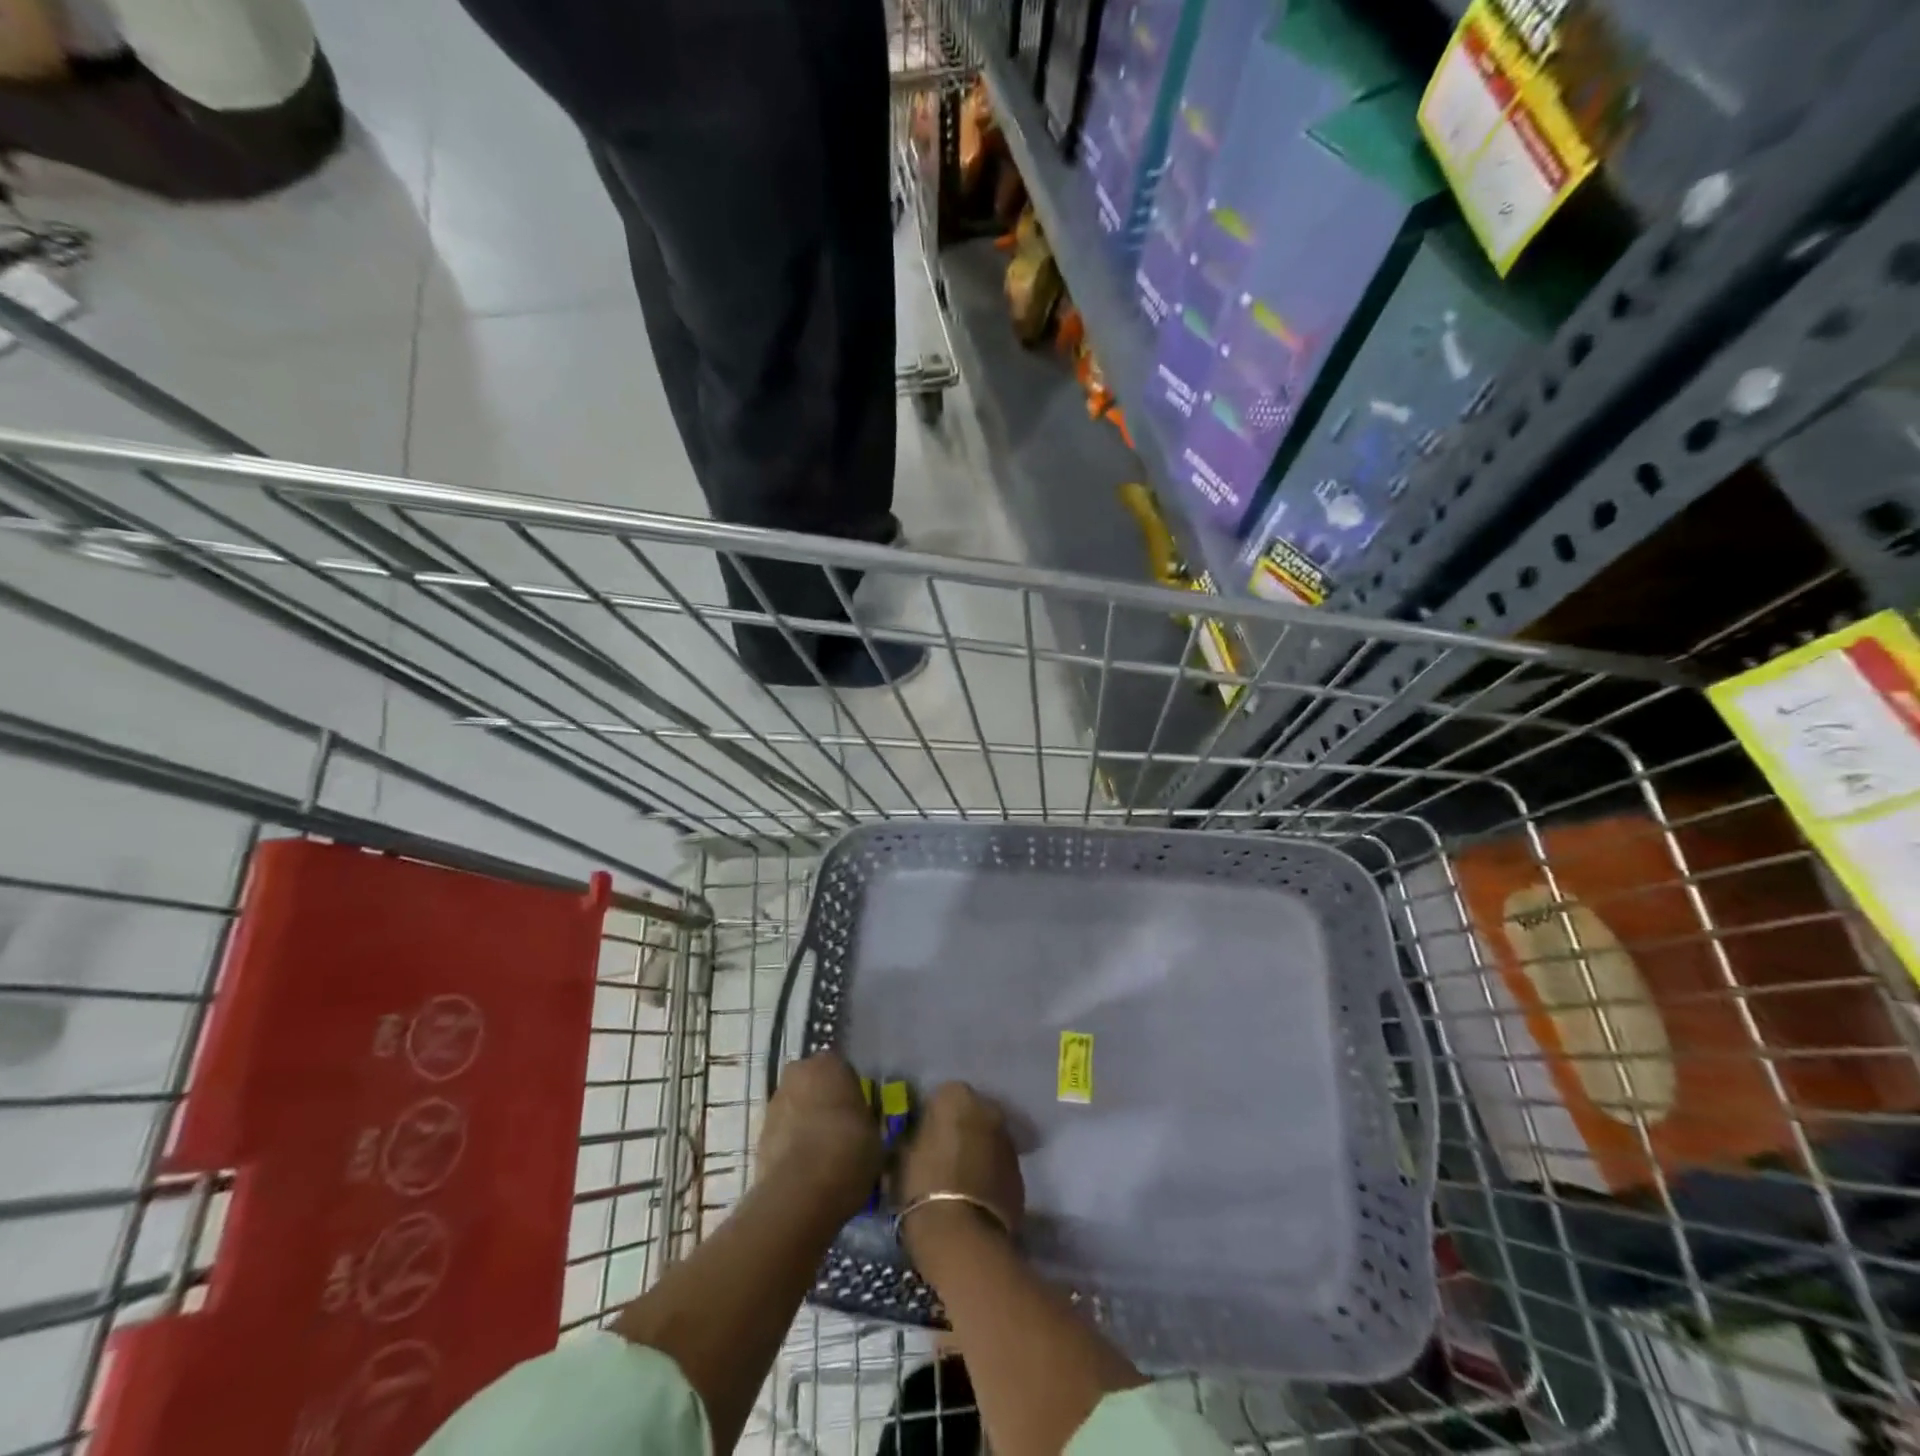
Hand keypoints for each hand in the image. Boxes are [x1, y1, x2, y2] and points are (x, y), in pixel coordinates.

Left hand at [758, 1051, 882, 1222]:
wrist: (801, 1190)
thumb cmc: (848, 1149)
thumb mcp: (873, 1131)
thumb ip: (862, 1118)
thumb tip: (859, 1124)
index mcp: (830, 1063)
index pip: (842, 1069)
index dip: (849, 1091)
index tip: (857, 1112)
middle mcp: (798, 1073)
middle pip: (813, 1083)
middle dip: (822, 1101)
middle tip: (839, 1129)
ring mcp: (775, 1103)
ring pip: (795, 1107)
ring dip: (805, 1123)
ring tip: (821, 1154)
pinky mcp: (759, 1134)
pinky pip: (782, 1133)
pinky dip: (791, 1145)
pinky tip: (806, 1169)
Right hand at [892, 1082, 1023, 1233]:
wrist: (962, 1235)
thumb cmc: (923, 1186)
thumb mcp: (902, 1156)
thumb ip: (914, 1137)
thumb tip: (918, 1138)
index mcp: (955, 1095)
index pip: (940, 1097)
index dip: (931, 1119)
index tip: (922, 1140)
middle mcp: (987, 1108)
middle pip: (970, 1114)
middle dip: (959, 1130)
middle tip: (942, 1158)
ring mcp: (1008, 1139)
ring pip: (988, 1139)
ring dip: (977, 1152)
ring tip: (959, 1182)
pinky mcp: (1021, 1171)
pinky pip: (999, 1165)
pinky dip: (990, 1174)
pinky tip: (975, 1198)